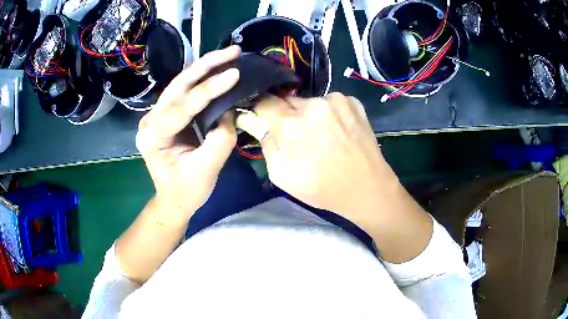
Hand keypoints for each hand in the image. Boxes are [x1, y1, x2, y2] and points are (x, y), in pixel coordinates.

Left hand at [136, 46, 240, 216]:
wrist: (173, 199)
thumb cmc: (187, 191)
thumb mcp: (207, 169)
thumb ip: (220, 138)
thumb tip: (229, 109)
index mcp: (153, 137)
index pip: (182, 106)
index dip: (209, 89)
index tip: (235, 73)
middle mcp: (149, 121)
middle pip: (178, 85)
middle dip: (206, 65)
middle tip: (233, 51)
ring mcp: (155, 115)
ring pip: (180, 83)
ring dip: (204, 66)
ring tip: (228, 54)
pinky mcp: (165, 114)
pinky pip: (183, 91)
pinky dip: (201, 77)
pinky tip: (217, 68)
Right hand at [254, 93, 399, 225]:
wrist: (367, 187)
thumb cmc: (323, 188)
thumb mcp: (282, 177)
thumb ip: (267, 145)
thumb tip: (259, 125)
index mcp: (291, 125)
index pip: (264, 102)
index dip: (262, 111)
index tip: (265, 120)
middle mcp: (313, 105)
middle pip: (288, 100)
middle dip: (287, 115)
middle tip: (298, 136)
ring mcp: (336, 100)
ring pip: (310, 102)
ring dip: (310, 115)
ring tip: (323, 136)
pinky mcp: (353, 102)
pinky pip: (330, 102)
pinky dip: (329, 113)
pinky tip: (338, 131)